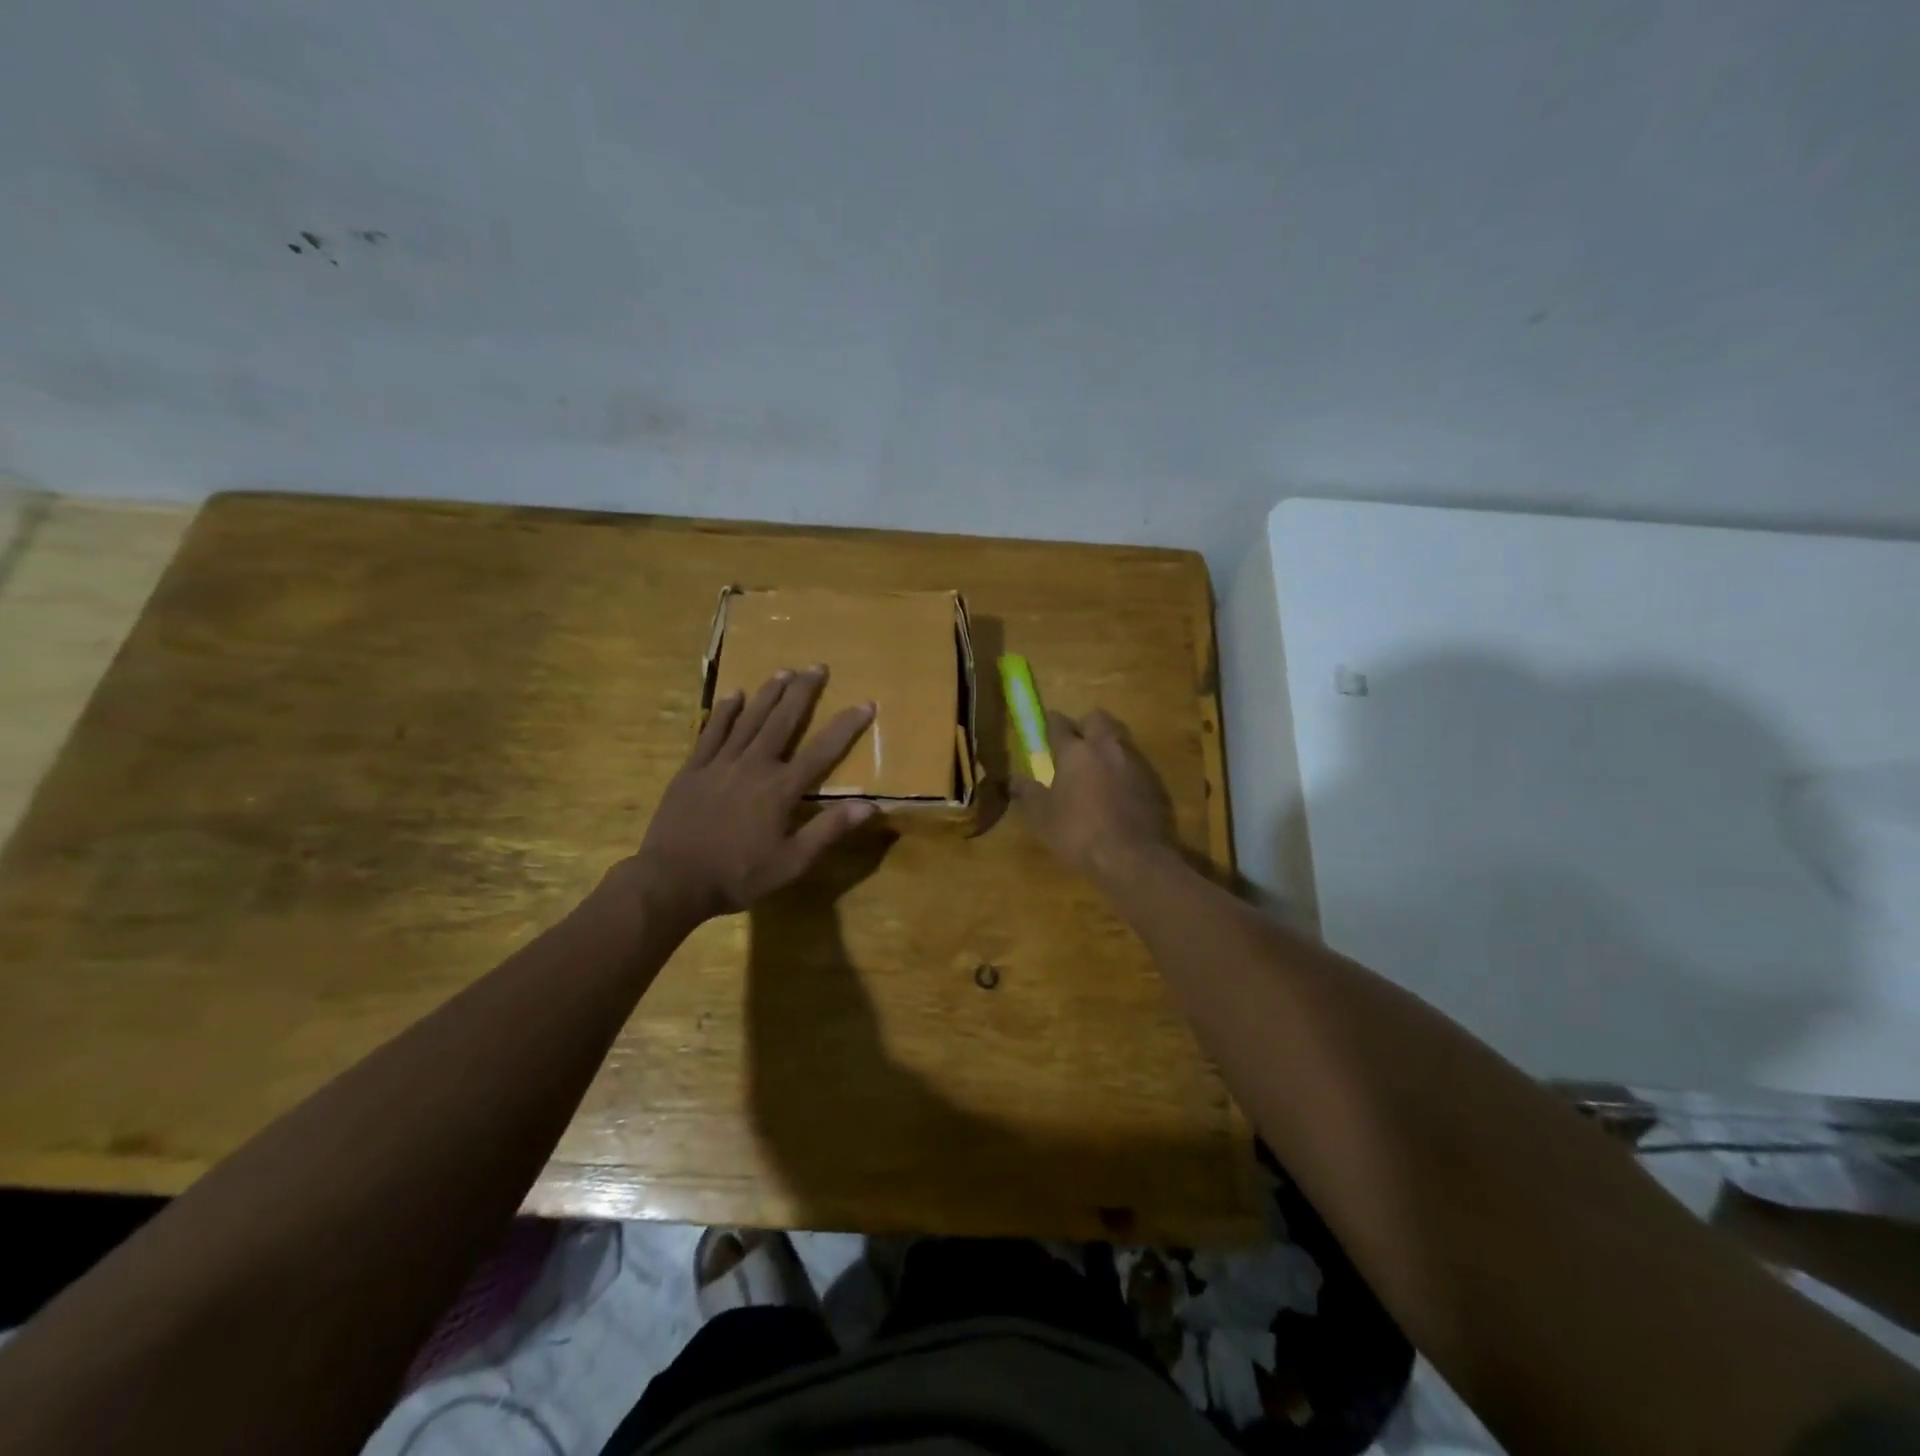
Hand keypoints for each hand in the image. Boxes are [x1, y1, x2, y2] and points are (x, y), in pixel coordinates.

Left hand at [626, 667, 877, 923]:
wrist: (672, 880)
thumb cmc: (738, 875)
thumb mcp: (792, 863)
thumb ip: (829, 831)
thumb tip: (870, 806)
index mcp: (781, 789)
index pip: (823, 751)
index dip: (846, 726)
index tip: (865, 702)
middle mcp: (754, 766)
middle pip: (783, 721)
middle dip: (802, 692)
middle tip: (817, 666)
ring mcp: (720, 763)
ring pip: (749, 719)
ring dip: (768, 693)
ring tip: (783, 671)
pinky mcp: (693, 769)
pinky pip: (711, 732)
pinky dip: (724, 712)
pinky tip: (733, 694)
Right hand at [1010, 709, 1174, 878]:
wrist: (1135, 856)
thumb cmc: (1080, 833)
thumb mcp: (1043, 817)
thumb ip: (1028, 793)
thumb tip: (1013, 778)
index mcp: (1075, 751)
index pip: (1059, 724)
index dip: (1051, 724)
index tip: (1046, 728)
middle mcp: (1106, 747)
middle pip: (1097, 719)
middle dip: (1086, 726)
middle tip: (1076, 745)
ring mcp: (1135, 761)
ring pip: (1119, 738)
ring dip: (1108, 746)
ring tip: (1098, 768)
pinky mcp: (1155, 780)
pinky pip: (1136, 763)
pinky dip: (1125, 769)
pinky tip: (1119, 790)